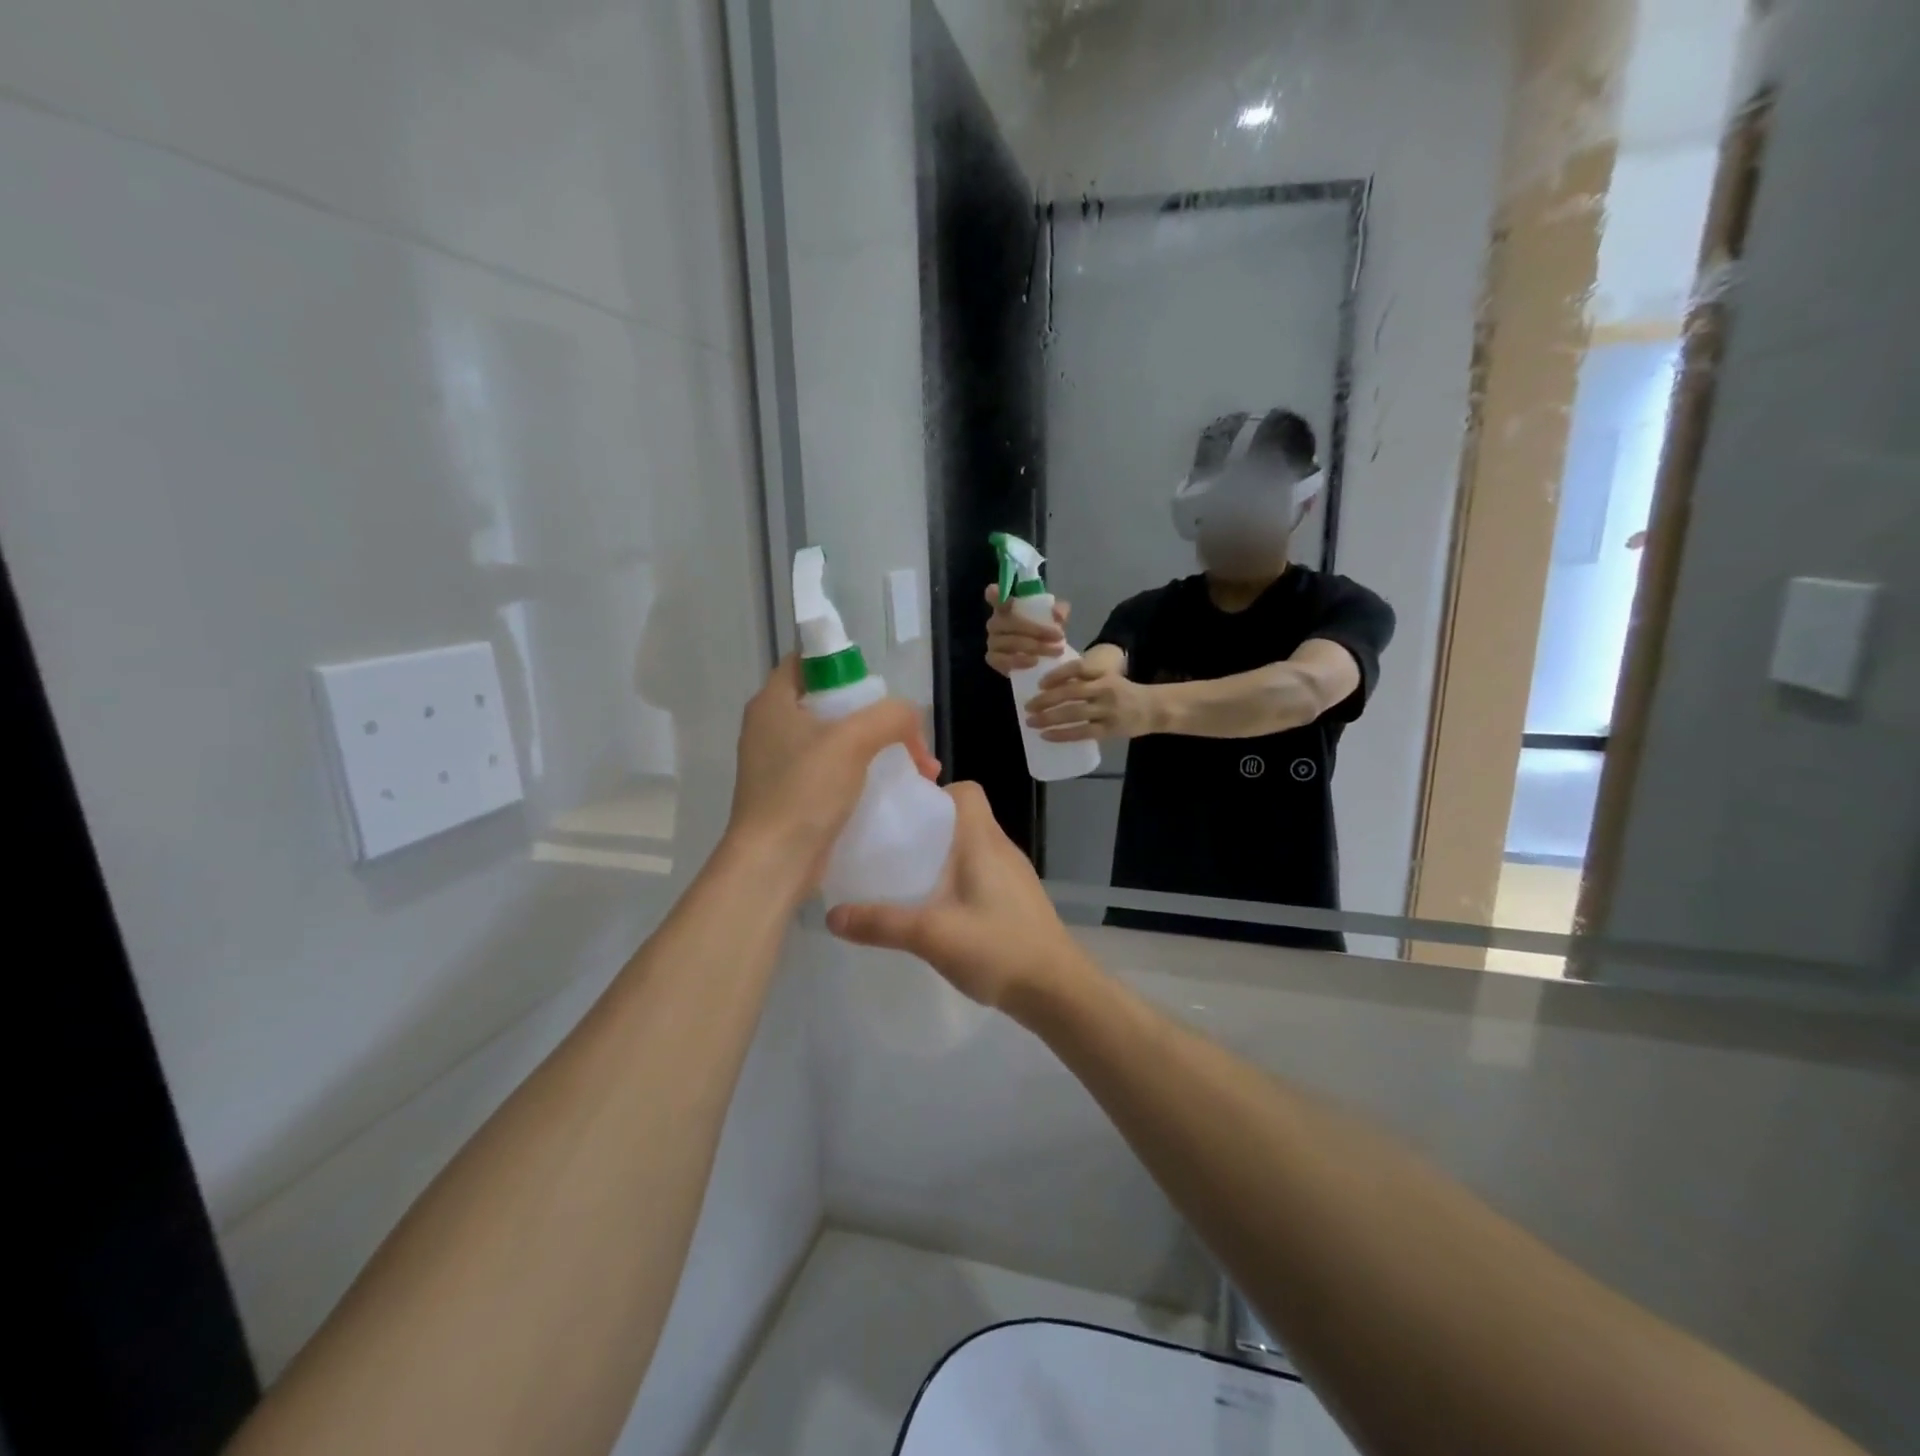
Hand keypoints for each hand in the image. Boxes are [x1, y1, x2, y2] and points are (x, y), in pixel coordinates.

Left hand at [727, 657, 938, 893]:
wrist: (773, 864)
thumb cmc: (805, 791)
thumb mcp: (854, 741)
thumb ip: (891, 716)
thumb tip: (911, 717)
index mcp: (773, 702)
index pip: (808, 661)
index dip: (846, 666)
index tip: (880, 691)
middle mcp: (771, 727)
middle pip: (832, 703)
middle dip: (878, 717)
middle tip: (909, 737)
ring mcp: (780, 764)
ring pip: (838, 740)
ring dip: (879, 749)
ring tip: (919, 769)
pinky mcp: (792, 795)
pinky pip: (834, 771)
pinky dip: (864, 774)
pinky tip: (895, 790)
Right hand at [825, 783, 1096, 1012]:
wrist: (1058, 990)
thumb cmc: (998, 948)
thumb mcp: (931, 935)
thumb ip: (881, 923)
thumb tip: (831, 915)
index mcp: (984, 841)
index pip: (966, 791)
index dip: (936, 794)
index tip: (903, 817)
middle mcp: (1002, 849)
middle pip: (964, 819)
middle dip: (928, 829)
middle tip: (892, 850)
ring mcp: (1014, 876)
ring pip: (973, 849)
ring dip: (942, 857)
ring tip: (908, 880)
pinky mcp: (1018, 900)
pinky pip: (983, 874)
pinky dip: (959, 881)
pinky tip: (940, 912)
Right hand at [984, 583, 1069, 676]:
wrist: (1040, 658)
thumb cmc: (1042, 632)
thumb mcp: (1054, 618)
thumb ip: (1059, 611)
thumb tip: (1057, 613)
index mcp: (1006, 607)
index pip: (994, 597)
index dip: (995, 595)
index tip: (1000, 594)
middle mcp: (995, 622)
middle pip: (1009, 622)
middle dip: (1036, 629)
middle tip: (1059, 635)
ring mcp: (992, 641)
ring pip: (1009, 642)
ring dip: (1034, 646)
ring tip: (1055, 650)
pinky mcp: (993, 659)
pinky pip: (1003, 660)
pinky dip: (1020, 661)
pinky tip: (1035, 661)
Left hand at [1024, 657, 1157, 742]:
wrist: (1155, 708)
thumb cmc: (1125, 692)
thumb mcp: (1109, 677)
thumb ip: (1086, 679)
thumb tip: (1052, 685)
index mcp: (1103, 674)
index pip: (1077, 669)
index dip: (1056, 675)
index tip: (1040, 684)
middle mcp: (1104, 689)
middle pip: (1070, 692)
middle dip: (1045, 700)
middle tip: (1027, 706)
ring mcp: (1107, 710)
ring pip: (1073, 713)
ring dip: (1049, 718)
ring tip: (1031, 722)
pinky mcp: (1109, 729)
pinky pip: (1082, 732)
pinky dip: (1062, 734)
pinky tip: (1047, 735)